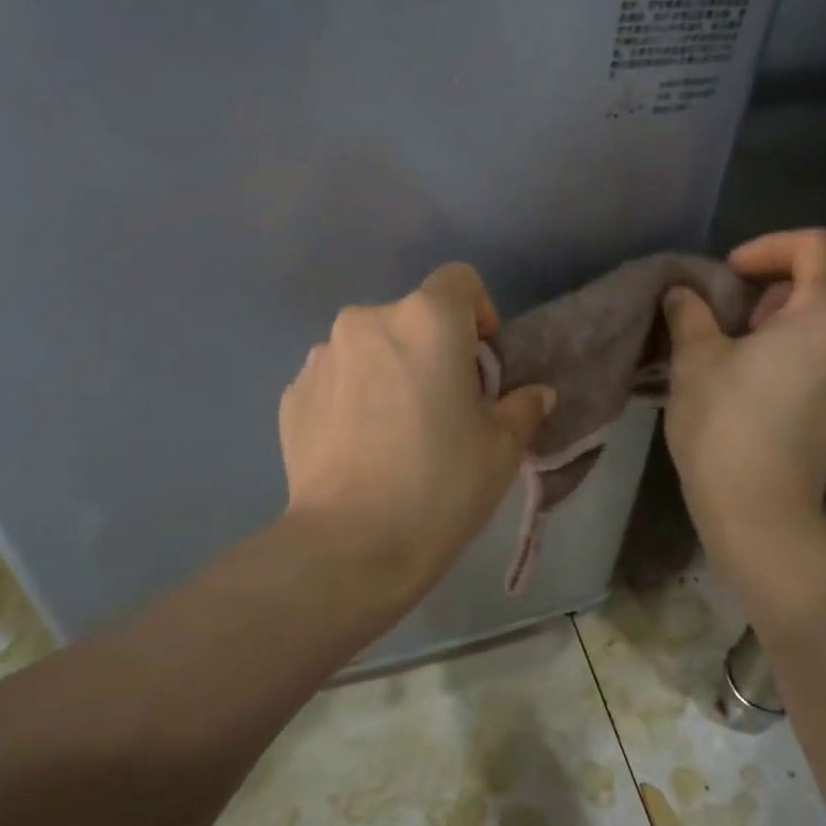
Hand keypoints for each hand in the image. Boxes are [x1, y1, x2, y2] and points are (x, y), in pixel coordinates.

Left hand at [278, 264, 554, 610]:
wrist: (350, 545)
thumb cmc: (441, 484)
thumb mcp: (503, 447)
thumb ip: (523, 407)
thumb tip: (534, 394)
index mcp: (425, 319)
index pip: (459, 280)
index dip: (479, 313)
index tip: (481, 363)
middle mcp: (366, 321)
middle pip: (412, 317)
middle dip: (433, 350)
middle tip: (444, 407)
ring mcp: (321, 357)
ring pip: (370, 349)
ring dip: (389, 372)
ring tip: (396, 433)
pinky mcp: (292, 394)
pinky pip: (336, 381)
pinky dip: (352, 399)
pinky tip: (360, 449)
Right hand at [663, 229, 825, 563]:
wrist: (760, 510)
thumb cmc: (726, 424)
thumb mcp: (695, 359)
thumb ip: (690, 313)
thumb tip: (683, 294)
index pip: (815, 246)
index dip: (767, 248)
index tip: (728, 276)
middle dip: (774, 286)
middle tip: (730, 315)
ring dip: (787, 319)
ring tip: (742, 348)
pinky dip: (802, 348)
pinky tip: (762, 381)